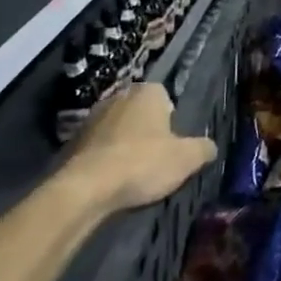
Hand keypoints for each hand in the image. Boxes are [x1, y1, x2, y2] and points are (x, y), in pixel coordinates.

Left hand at [57, 83, 215, 213]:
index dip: (171, 119)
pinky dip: (104, 156)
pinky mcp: (71, 140)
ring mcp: (91, 117)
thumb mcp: (187, 159)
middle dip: (147, 129)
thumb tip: (209, 147)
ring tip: (131, 170)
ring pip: (116, 127)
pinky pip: (97, 145)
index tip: (172, 142)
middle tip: (155, 156)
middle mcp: (118, 96)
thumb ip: (203, 148)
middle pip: (140, 111)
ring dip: (123, 142)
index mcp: (147, 92)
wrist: (86, 188)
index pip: (165, 96)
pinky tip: (109, 178)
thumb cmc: (142, 163)